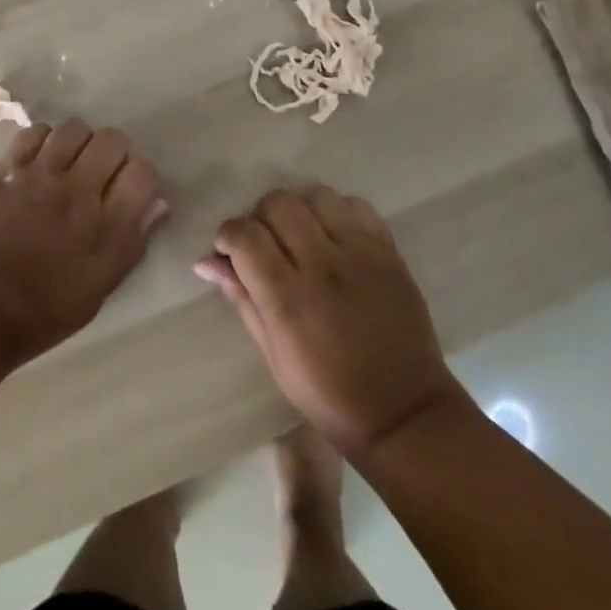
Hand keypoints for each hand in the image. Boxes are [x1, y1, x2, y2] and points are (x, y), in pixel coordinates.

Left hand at [0, 119, 168, 372]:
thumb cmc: (41, 312)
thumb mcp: (98, 290)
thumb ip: (131, 244)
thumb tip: (157, 205)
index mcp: (106, 228)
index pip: (143, 174)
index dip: (141, 177)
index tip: (129, 189)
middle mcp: (77, 192)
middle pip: (112, 140)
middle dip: (113, 153)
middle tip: (100, 173)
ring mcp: (39, 176)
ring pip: (74, 128)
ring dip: (79, 142)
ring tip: (69, 162)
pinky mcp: (7, 169)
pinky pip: (35, 132)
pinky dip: (44, 140)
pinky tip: (39, 160)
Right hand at [195, 187, 464, 459]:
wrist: (404, 414)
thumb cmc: (328, 394)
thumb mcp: (272, 354)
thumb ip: (241, 297)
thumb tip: (207, 261)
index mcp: (288, 298)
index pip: (244, 234)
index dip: (228, 235)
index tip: (229, 250)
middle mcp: (322, 265)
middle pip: (278, 203)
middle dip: (261, 218)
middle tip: (266, 244)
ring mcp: (360, 254)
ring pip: (317, 196)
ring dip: (301, 211)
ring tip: (303, 237)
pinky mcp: (388, 252)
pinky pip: (356, 206)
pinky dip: (338, 213)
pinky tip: (335, 238)